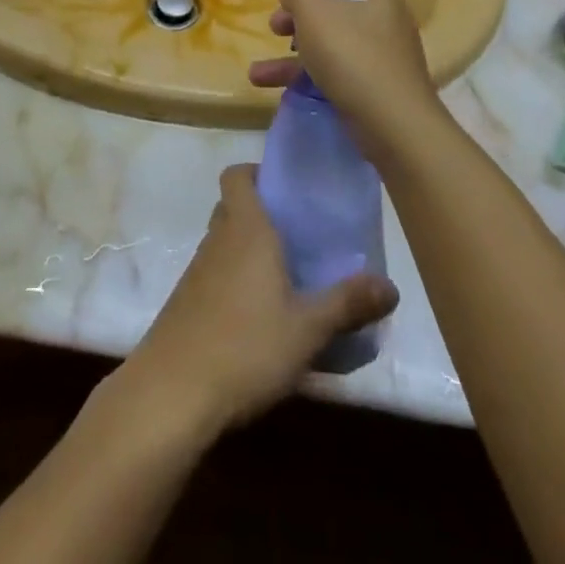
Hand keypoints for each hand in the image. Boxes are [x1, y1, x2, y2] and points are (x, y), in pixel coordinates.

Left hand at [114, 165, 397, 435]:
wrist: (174, 391)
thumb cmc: (245, 346)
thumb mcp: (308, 328)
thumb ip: (348, 303)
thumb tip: (390, 286)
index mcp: (245, 228)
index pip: (237, 175)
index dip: (257, 173)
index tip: (287, 191)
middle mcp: (217, 238)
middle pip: (234, 207)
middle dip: (263, 216)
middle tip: (300, 238)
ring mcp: (197, 270)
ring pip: (225, 242)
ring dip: (250, 251)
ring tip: (289, 280)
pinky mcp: (187, 301)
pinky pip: (216, 274)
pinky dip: (236, 281)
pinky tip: (261, 318)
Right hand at [248, 0, 442, 151]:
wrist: (394, 124)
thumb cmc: (352, 54)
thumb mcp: (313, 9)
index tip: (284, 3)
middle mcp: (384, 19)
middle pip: (330, 12)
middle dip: (295, 23)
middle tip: (274, 30)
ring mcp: (382, 56)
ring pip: (328, 46)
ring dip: (291, 57)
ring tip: (257, 74)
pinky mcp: (375, 88)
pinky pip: (335, 74)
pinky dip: (307, 79)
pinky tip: (276, 89)